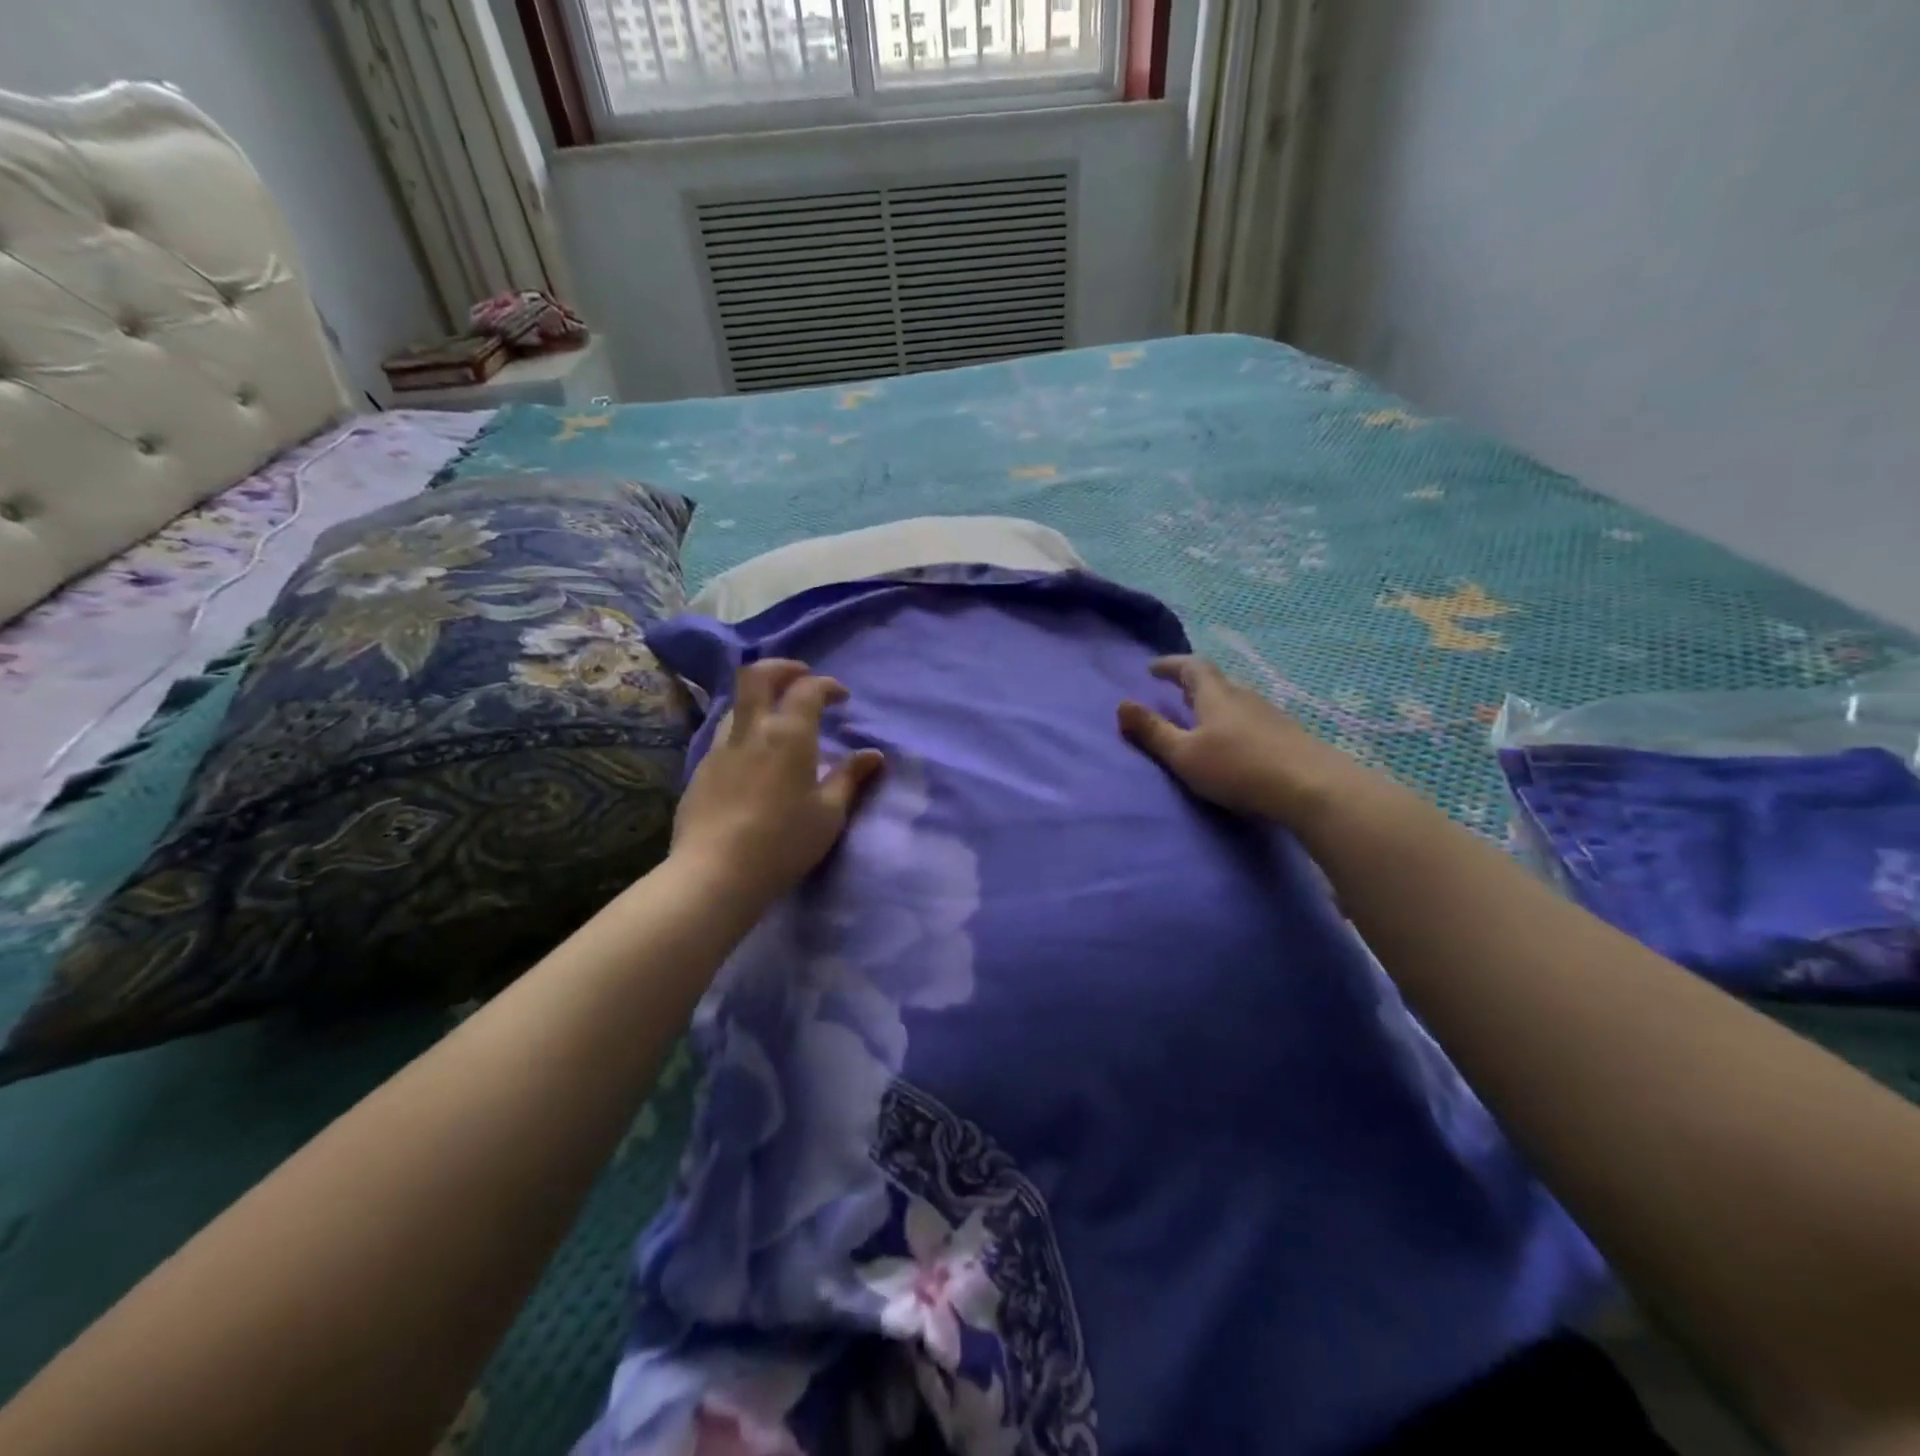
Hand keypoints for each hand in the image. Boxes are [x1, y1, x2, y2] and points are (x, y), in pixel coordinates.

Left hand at [672, 659, 884, 900]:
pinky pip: (725, 734)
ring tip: (778, 717)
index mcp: (788, 735)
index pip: (807, 689)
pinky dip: (745, 729)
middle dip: (783, 667)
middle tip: (802, 677)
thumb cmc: (783, 842)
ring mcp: (720, 748)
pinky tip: (755, 756)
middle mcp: (751, 730)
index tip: (841, 697)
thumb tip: (873, 755)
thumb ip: (850, 778)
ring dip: (761, 698)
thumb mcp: (829, 814)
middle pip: (758, 675)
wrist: (715, 873)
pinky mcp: (701, 770)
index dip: (827, 685)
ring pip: (737, 703)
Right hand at [1117, 656, 1365, 827]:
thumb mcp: (1184, 754)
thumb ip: (1152, 731)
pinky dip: (1232, 721)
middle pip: (1215, 681)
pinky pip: (1250, 718)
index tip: (1151, 669)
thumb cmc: (1238, 768)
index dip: (1170, 665)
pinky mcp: (1286, 734)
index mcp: (1215, 695)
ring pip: (1234, 700)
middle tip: (1174, 693)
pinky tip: (1234, 742)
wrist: (1311, 787)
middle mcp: (1243, 696)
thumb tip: (1121, 704)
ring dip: (1214, 703)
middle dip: (1192, 684)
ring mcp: (1269, 714)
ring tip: (1199, 719)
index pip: (1191, 666)